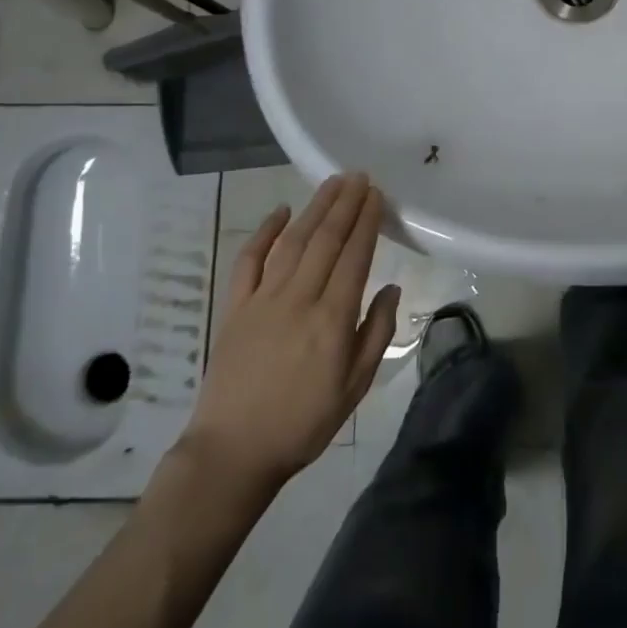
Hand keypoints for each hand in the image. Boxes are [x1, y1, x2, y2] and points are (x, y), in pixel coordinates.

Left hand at [177, 173, 400, 496]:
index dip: (366, 221)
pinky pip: (249, 260)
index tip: (376, 194)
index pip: (354, 256)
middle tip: (359, 176)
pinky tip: (280, 212)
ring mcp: (262, 299)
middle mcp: (299, 298)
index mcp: (332, 318)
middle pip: (325, 239)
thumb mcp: (355, 386)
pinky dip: (264, 232)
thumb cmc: (303, 422)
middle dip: (345, 204)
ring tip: (332, 183)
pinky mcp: (234, 307)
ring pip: (293, 241)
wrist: (234, 451)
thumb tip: (392, 287)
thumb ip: (377, 332)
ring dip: (314, 208)